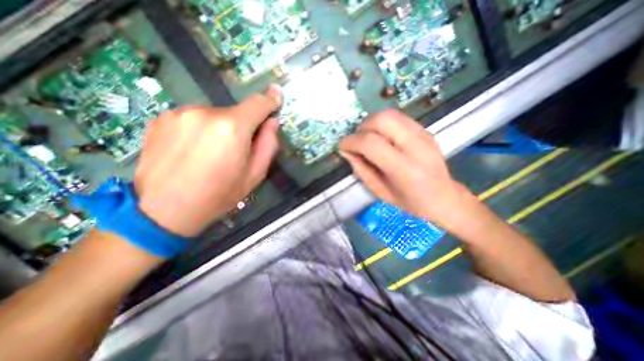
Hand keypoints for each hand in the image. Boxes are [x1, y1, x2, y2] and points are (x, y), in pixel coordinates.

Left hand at [134, 84, 280, 236]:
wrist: (164, 210)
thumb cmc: (219, 195)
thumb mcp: (254, 175)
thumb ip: (268, 145)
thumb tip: (271, 122)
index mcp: (232, 129)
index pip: (258, 104)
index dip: (270, 100)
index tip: (276, 95)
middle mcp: (205, 113)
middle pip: (236, 112)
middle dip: (242, 126)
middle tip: (236, 150)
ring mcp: (180, 113)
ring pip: (215, 115)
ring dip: (221, 129)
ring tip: (211, 154)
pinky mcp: (162, 118)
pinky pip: (195, 119)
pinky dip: (201, 130)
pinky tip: (193, 151)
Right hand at [339, 108, 474, 231]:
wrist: (444, 197)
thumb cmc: (410, 202)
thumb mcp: (380, 192)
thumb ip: (361, 170)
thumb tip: (347, 151)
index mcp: (404, 169)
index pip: (371, 144)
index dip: (351, 142)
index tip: (343, 147)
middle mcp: (416, 146)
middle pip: (382, 120)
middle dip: (362, 128)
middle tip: (357, 141)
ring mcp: (423, 135)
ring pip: (390, 114)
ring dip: (371, 123)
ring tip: (368, 138)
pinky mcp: (425, 130)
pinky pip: (398, 117)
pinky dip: (383, 124)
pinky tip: (382, 137)